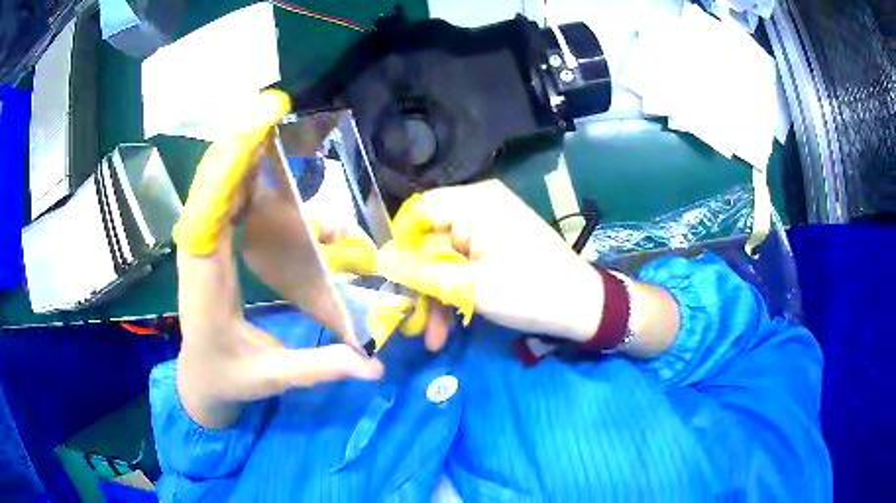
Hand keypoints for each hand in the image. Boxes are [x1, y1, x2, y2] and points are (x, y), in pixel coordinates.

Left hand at [173, 90, 381, 428]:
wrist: (199, 379)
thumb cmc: (228, 378)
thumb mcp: (273, 377)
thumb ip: (319, 368)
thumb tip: (374, 368)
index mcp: (205, 292)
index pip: (207, 225)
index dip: (225, 181)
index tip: (250, 144)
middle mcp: (196, 262)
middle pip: (208, 195)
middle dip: (235, 154)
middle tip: (269, 116)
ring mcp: (199, 252)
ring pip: (211, 194)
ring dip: (236, 160)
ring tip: (268, 129)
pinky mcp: (208, 249)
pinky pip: (218, 205)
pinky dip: (235, 179)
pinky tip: (259, 166)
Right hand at [381, 180, 606, 350]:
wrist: (583, 308)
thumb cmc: (531, 292)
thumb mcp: (471, 287)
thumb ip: (422, 273)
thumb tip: (380, 263)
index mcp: (474, 203)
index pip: (418, 211)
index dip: (399, 244)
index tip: (388, 280)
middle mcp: (478, 207)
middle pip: (429, 240)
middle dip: (419, 283)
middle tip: (410, 321)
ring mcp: (486, 228)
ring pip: (442, 259)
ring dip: (435, 296)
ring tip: (431, 337)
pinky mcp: (493, 248)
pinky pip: (460, 265)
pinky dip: (452, 292)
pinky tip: (446, 326)